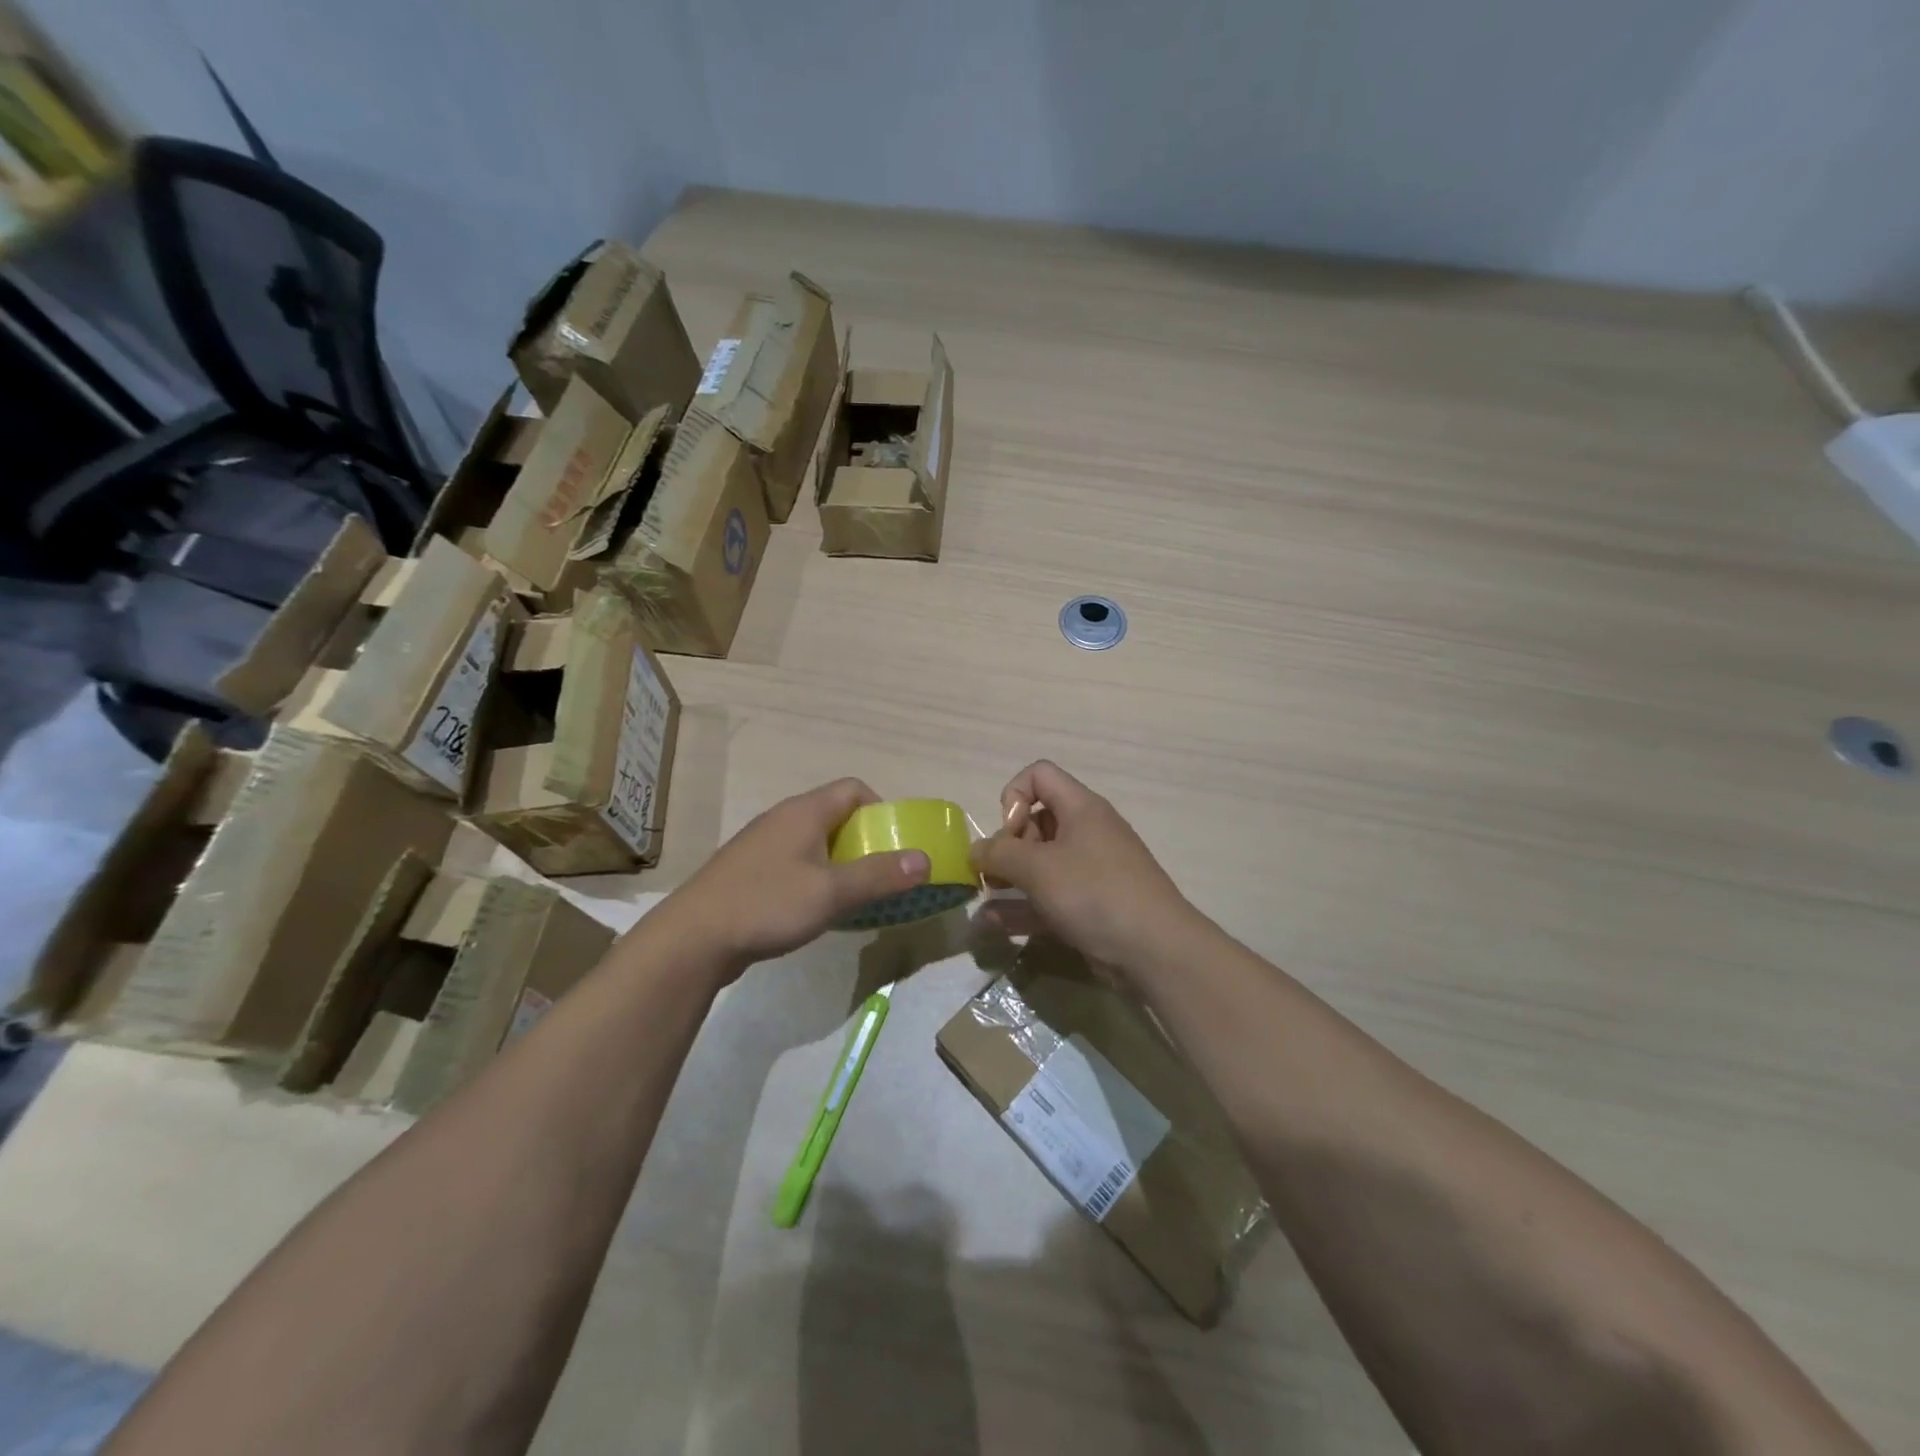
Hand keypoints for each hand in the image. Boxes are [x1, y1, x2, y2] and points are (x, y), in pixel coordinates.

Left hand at [658, 778, 929, 979]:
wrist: (692, 939)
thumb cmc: (766, 904)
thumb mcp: (832, 892)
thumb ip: (880, 875)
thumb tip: (924, 859)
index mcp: (804, 812)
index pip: (854, 789)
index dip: (881, 810)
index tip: (894, 844)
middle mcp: (783, 819)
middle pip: (835, 815)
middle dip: (864, 841)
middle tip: (881, 875)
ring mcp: (762, 845)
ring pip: (814, 842)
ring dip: (840, 862)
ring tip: (855, 896)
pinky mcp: (748, 872)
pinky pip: (794, 863)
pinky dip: (814, 877)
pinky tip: (815, 910)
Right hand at [970, 760, 1193, 971]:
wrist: (1154, 950)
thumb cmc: (1094, 892)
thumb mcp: (1038, 867)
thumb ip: (999, 853)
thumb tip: (975, 850)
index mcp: (1081, 808)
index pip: (1039, 775)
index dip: (1014, 796)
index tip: (1009, 832)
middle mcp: (1086, 832)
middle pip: (1036, 820)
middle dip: (1008, 844)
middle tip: (997, 873)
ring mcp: (1090, 870)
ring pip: (1040, 863)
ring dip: (1009, 878)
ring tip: (984, 898)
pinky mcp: (1090, 905)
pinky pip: (1048, 897)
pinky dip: (1023, 906)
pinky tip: (994, 924)